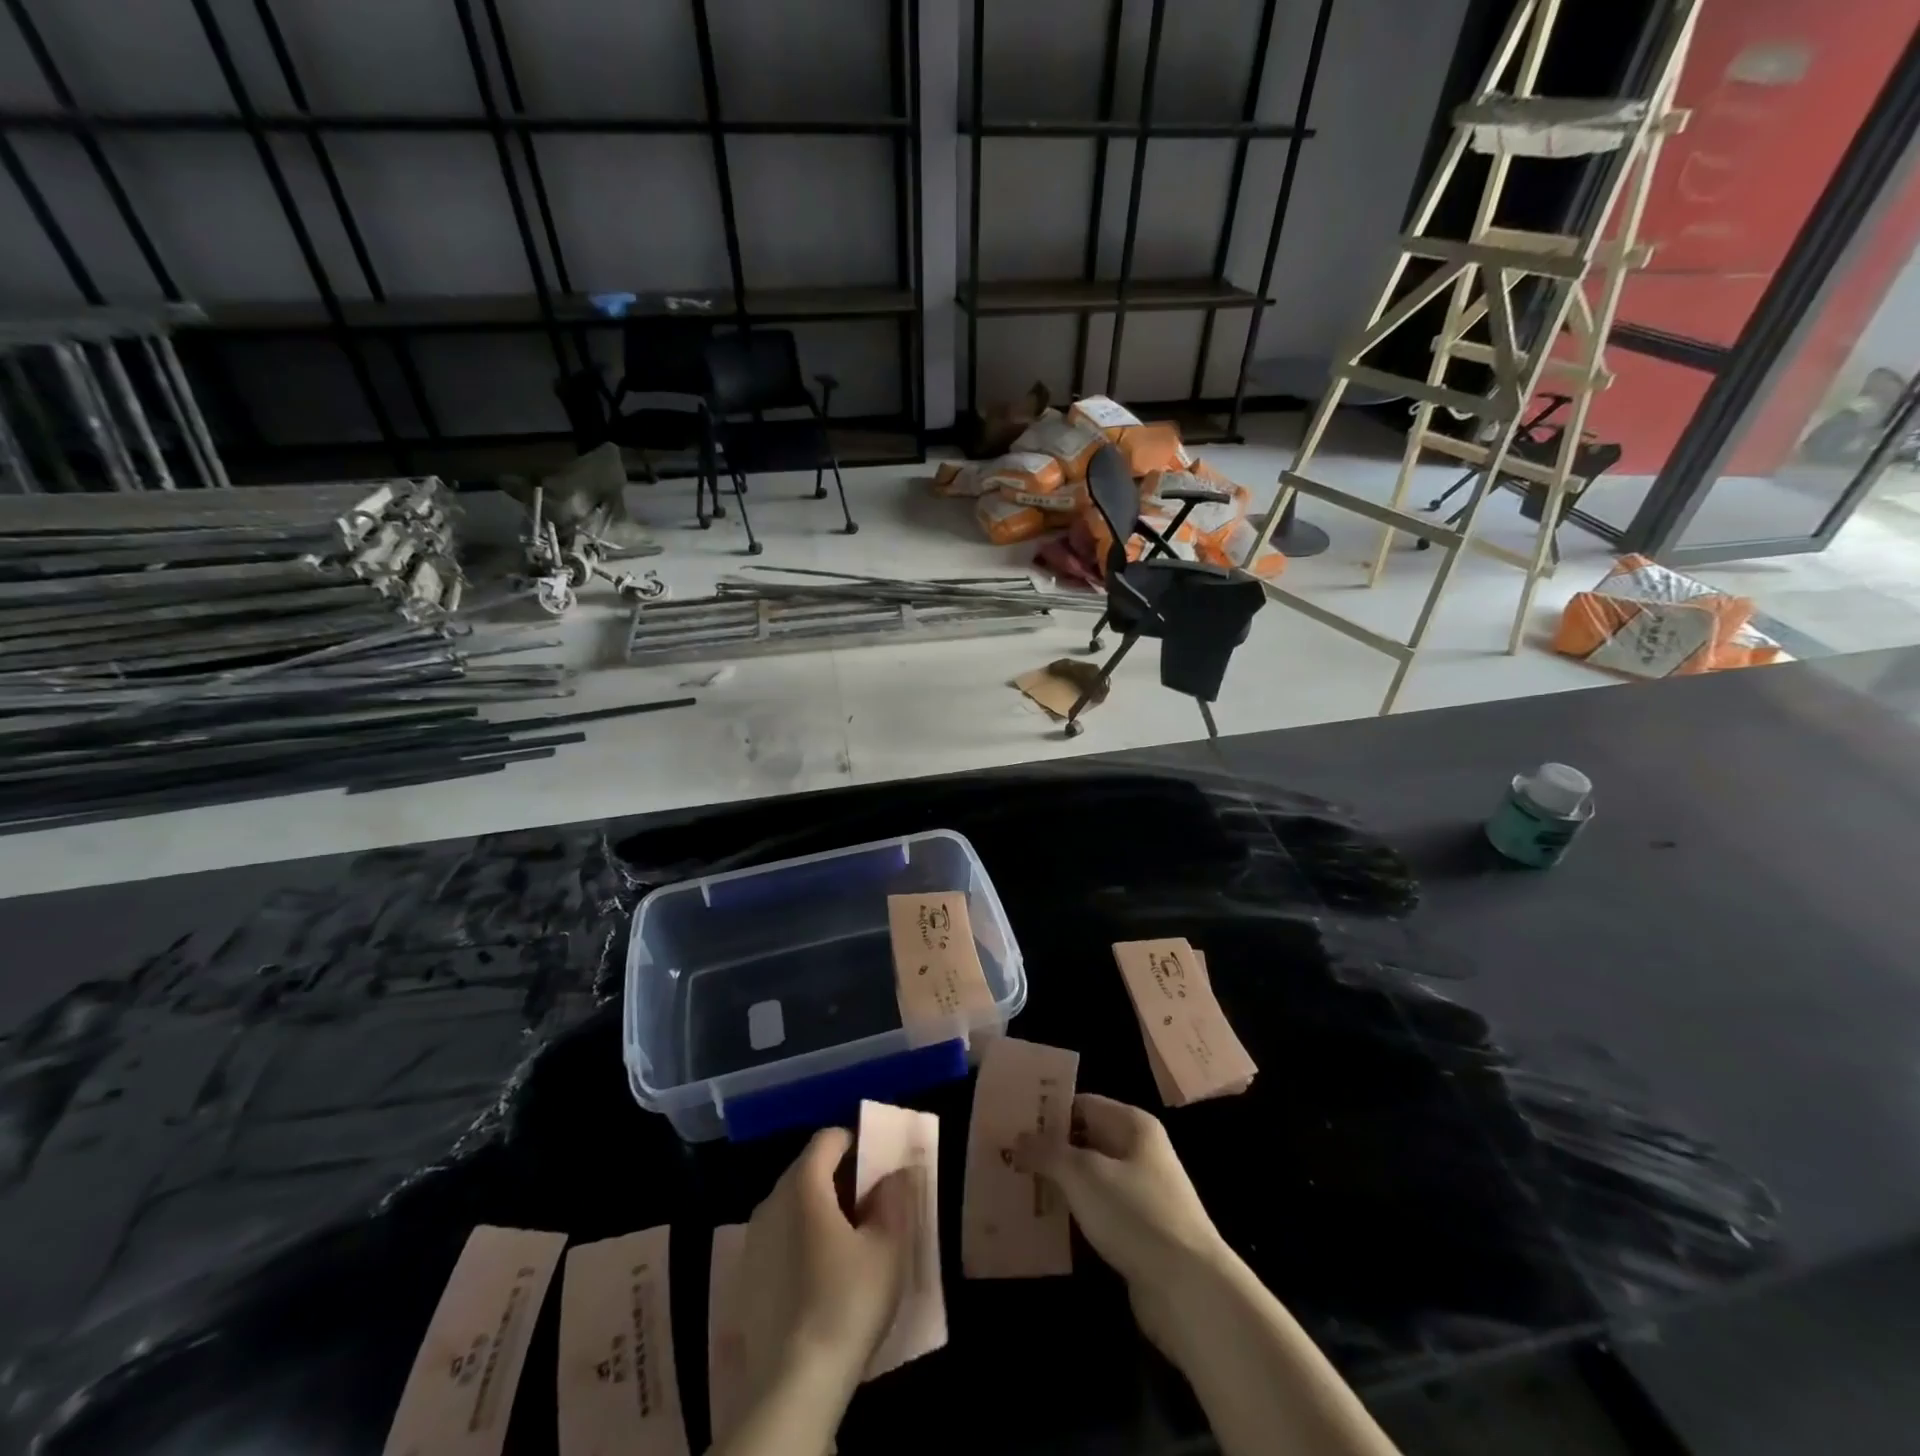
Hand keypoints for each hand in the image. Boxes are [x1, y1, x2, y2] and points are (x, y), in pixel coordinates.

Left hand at [737, 1127, 919, 1400]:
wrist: (792, 1385)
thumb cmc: (846, 1301)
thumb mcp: (887, 1247)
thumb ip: (894, 1198)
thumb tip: (898, 1171)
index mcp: (803, 1184)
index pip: (828, 1139)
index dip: (857, 1143)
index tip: (880, 1166)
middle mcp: (771, 1201)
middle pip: (808, 1169)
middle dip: (840, 1177)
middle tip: (872, 1203)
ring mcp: (753, 1240)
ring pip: (792, 1205)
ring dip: (820, 1210)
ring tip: (850, 1241)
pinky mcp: (746, 1277)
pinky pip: (779, 1238)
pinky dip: (801, 1240)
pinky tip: (821, 1275)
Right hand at [1015, 1094, 1233, 1352]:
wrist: (1188, 1290)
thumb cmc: (1135, 1214)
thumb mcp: (1084, 1174)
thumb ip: (1048, 1152)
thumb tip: (1019, 1139)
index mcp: (1133, 1125)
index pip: (1082, 1104)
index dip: (1048, 1111)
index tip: (1011, 1121)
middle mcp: (1139, 1152)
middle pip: (1085, 1141)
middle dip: (1048, 1149)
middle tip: (1005, 1155)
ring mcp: (1140, 1194)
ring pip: (1088, 1179)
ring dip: (1057, 1184)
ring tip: (1014, 1186)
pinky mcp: (1137, 1233)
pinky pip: (1096, 1212)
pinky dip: (1072, 1214)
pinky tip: (1042, 1223)